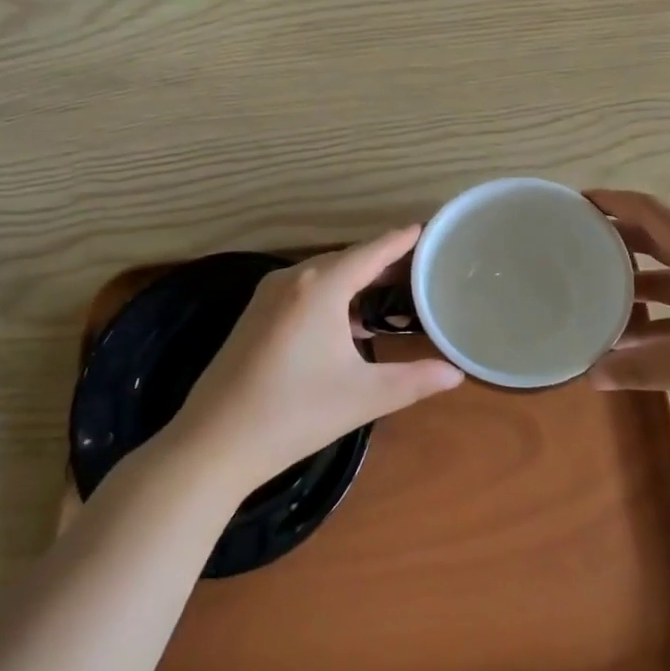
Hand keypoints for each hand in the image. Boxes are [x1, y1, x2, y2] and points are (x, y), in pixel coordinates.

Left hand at [169, 227, 464, 492]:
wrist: (213, 442)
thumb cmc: (294, 413)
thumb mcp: (363, 396)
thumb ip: (415, 380)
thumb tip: (456, 373)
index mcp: (321, 286)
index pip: (373, 250)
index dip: (403, 239)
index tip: (430, 228)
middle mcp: (294, 278)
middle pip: (349, 258)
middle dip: (384, 261)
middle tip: (422, 267)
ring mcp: (269, 294)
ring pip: (325, 274)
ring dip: (358, 279)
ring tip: (393, 290)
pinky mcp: (256, 313)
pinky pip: (305, 289)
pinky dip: (334, 295)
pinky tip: (350, 320)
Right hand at [586, 189, 669, 426]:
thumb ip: (641, 368)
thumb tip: (591, 376)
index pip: (650, 210)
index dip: (614, 201)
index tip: (579, 202)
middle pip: (659, 238)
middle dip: (619, 242)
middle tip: (579, 249)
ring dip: (641, 284)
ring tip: (602, 301)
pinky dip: (666, 310)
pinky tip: (646, 337)